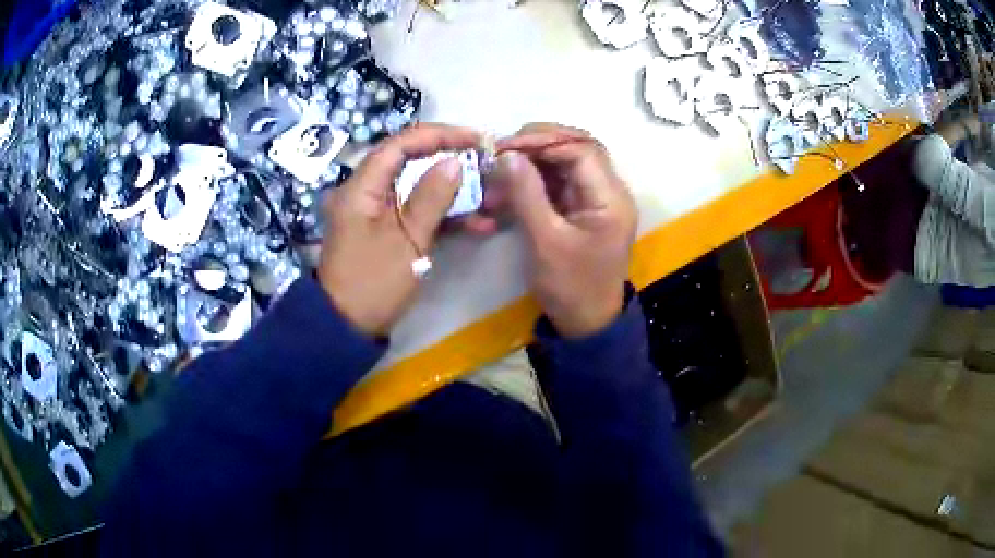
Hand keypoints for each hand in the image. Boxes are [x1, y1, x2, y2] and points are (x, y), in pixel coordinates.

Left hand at [317, 124, 480, 335]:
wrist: (346, 329)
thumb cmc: (372, 284)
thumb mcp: (406, 241)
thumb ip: (431, 198)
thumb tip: (453, 161)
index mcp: (362, 187)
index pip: (400, 144)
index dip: (439, 135)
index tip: (474, 139)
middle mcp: (367, 192)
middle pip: (410, 163)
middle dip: (451, 162)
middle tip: (486, 164)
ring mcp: (377, 212)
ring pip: (418, 188)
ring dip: (454, 192)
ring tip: (491, 197)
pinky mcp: (387, 231)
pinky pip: (416, 212)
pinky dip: (444, 216)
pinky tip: (478, 224)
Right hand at [491, 124, 636, 337]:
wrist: (587, 323)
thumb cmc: (571, 287)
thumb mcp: (545, 241)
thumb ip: (526, 194)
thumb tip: (506, 155)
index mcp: (610, 198)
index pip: (581, 149)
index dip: (543, 141)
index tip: (505, 147)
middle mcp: (609, 191)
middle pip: (576, 148)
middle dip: (538, 145)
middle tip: (501, 152)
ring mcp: (597, 199)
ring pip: (566, 163)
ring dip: (533, 162)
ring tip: (500, 171)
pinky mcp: (583, 209)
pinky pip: (559, 182)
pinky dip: (534, 180)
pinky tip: (509, 187)